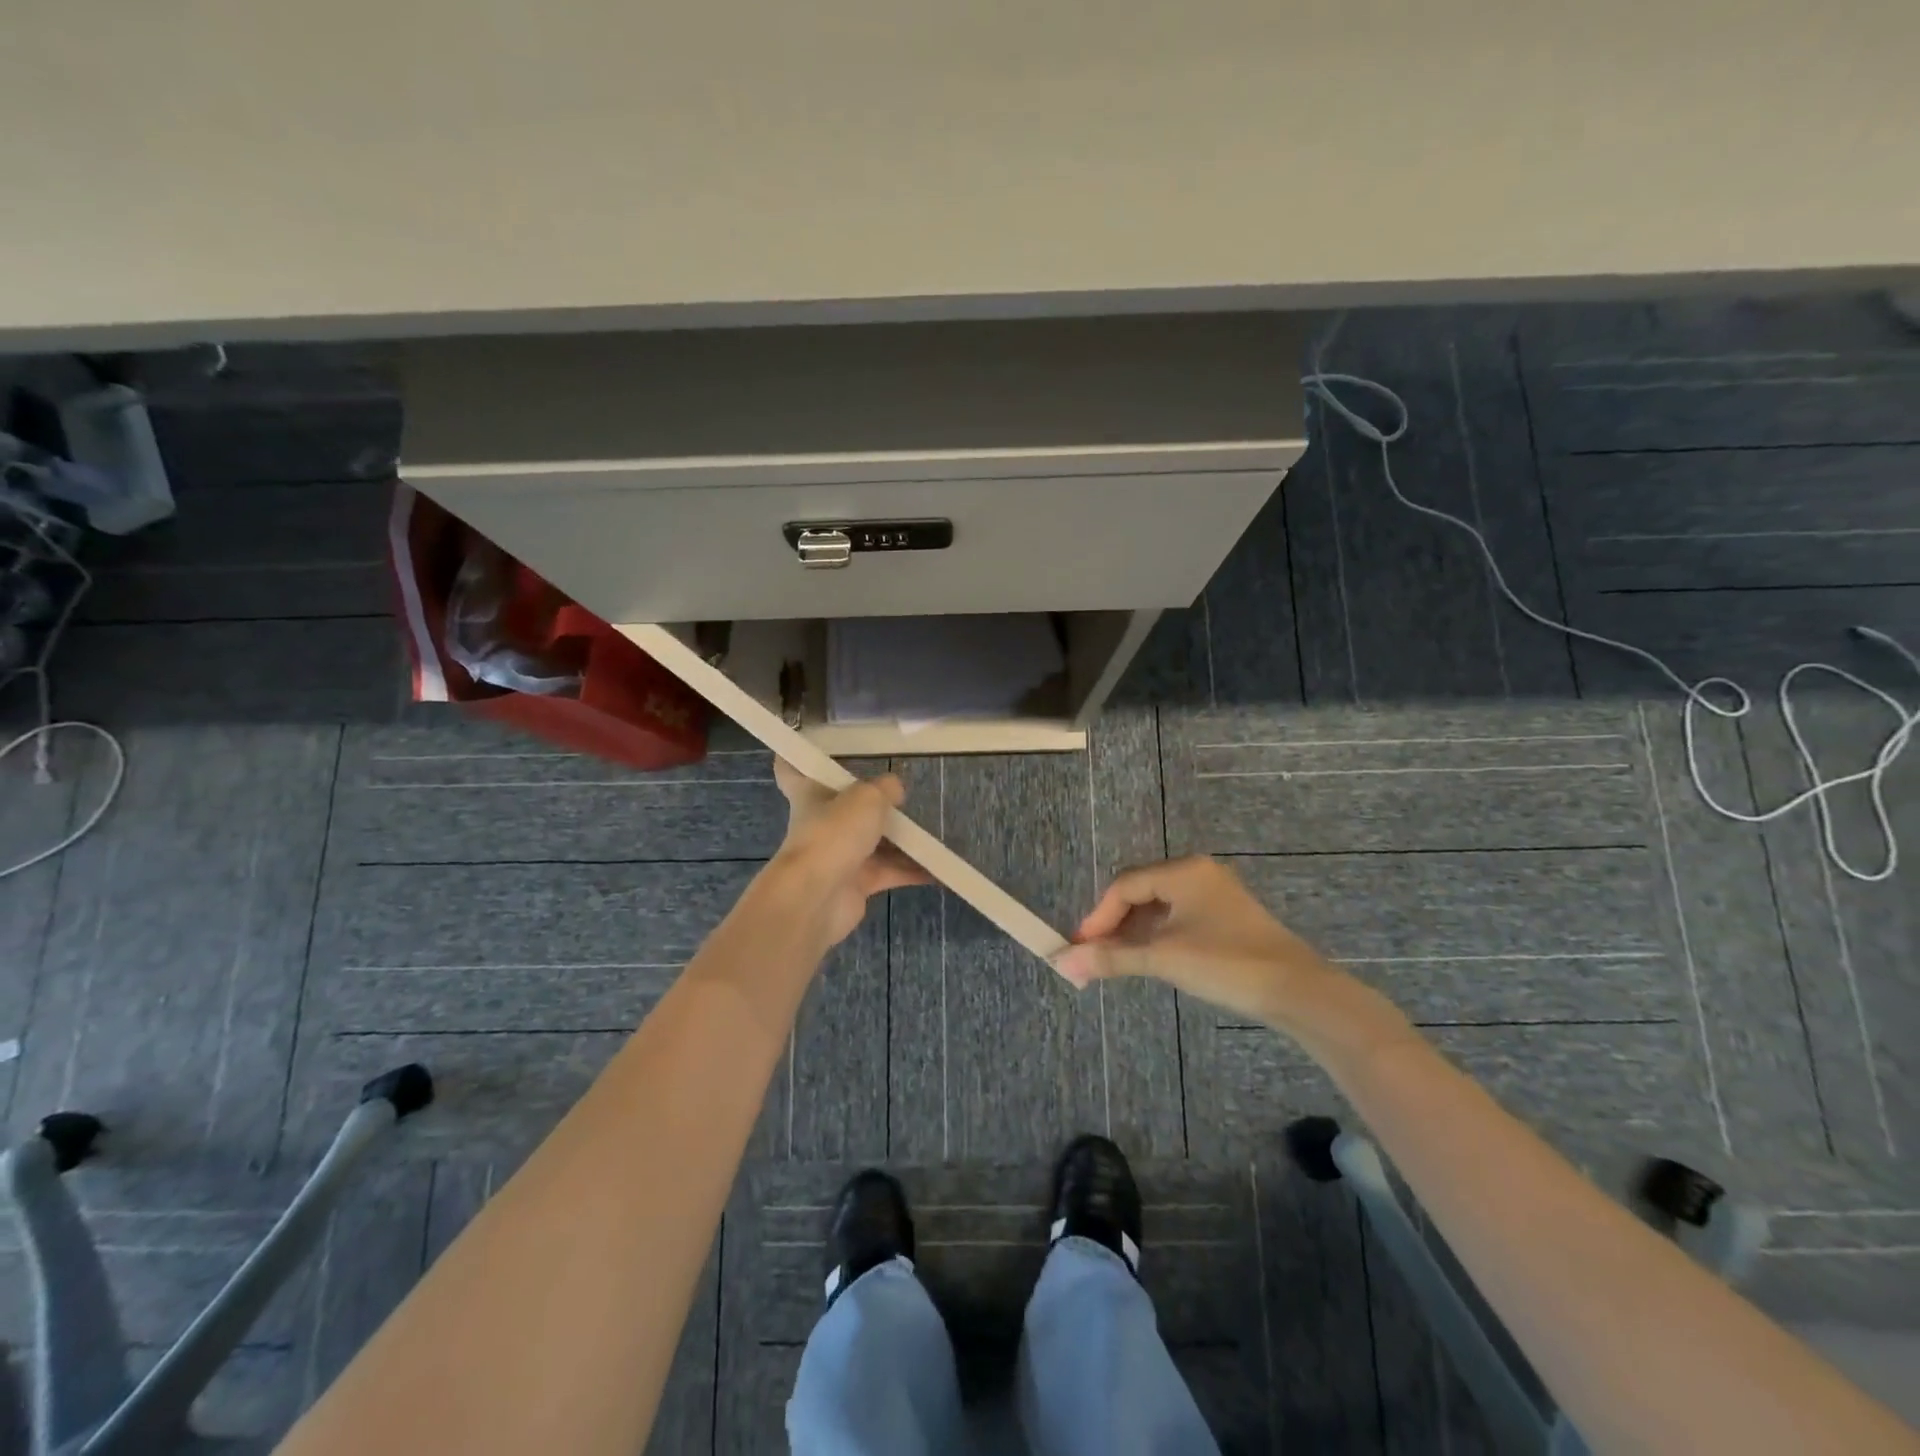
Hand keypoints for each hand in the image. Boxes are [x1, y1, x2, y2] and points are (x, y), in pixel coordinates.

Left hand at [770, 759, 928, 947]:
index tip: (809, 750)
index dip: (794, 759)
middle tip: (903, 798)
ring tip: (932, 834)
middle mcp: (822, 822)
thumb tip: (895, 791)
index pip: (791, 770)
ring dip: (901, 841)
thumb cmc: (834, 832)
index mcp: (811, 793)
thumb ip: (886, 788)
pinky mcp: (854, 884)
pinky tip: (938, 868)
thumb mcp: (868, 797)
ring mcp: (838, 855)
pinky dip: (911, 870)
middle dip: (873, 805)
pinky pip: (888, 872)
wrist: (817, 897)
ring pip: (873, 842)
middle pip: (846, 808)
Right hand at [1053, 857, 1333, 1026]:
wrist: (1297, 991)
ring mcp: (1214, 893)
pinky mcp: (1226, 916)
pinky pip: (1179, 917)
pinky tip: (1149, 958)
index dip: (1098, 916)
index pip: (1125, 885)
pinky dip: (1158, 935)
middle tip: (1095, 954)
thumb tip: (1063, 963)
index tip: (1081, 947)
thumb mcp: (1164, 959)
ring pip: (1160, 906)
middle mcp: (1197, 873)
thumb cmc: (1226, 964)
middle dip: (1114, 923)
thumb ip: (1112, 958)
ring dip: (1135, 932)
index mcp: (1183, 871)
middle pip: (1140, 891)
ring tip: (1117, 960)